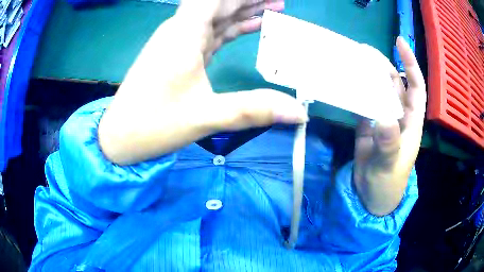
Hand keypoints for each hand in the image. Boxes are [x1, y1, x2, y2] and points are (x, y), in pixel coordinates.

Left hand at [99, 0, 307, 164]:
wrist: (119, 137)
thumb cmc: (152, 124)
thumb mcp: (204, 116)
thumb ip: (253, 110)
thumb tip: (299, 113)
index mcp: (184, 32)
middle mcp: (181, 30)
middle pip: (220, 3)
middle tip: (280, 0)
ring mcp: (179, 42)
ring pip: (216, 17)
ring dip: (244, 11)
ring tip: (274, 8)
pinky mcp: (179, 55)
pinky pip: (210, 34)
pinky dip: (231, 29)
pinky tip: (249, 26)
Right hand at [353, 37, 426, 215]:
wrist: (371, 196)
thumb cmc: (388, 183)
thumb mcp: (390, 165)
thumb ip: (389, 143)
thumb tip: (383, 118)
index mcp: (411, 121)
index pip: (416, 86)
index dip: (410, 64)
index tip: (399, 43)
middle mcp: (398, 115)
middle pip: (394, 83)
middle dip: (384, 65)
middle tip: (364, 50)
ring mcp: (382, 119)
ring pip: (378, 91)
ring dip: (368, 76)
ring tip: (353, 60)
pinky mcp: (367, 125)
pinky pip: (364, 103)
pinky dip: (357, 92)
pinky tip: (346, 82)